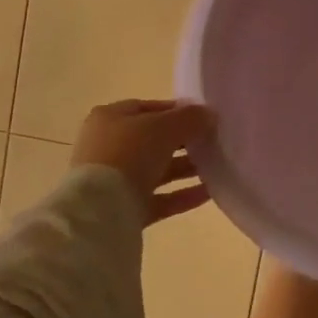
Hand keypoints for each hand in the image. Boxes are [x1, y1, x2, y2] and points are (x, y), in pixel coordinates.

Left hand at [70, 100, 215, 222]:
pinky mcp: (124, 209)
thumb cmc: (129, 153)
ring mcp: (115, 180)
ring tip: (216, 167)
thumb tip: (209, 115)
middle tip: (212, 143)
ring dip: (186, 169)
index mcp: (110, 119)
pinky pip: (159, 199)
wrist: (100, 209)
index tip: (204, 117)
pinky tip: (209, 192)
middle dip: (184, 142)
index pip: (148, 109)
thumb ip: (190, 118)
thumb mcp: (165, 127)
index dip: (177, 111)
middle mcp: (109, 147)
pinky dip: (182, 195)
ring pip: (157, 170)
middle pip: (153, 141)